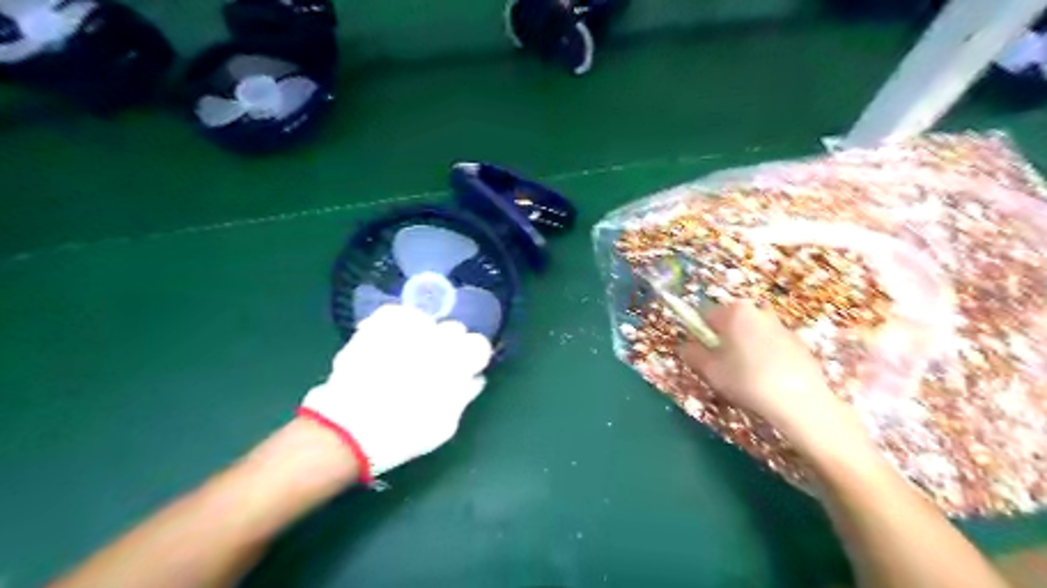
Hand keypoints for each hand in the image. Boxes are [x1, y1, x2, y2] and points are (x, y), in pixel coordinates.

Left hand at [293, 303, 490, 482]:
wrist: (347, 430)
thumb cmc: (404, 434)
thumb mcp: (445, 425)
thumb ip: (463, 396)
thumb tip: (474, 378)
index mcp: (456, 363)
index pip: (479, 345)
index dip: (472, 359)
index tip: (463, 371)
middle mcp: (435, 340)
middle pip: (454, 329)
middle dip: (449, 345)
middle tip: (434, 366)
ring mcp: (403, 330)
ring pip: (426, 321)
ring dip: (423, 335)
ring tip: (408, 355)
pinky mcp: (375, 327)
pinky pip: (395, 314)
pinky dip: (397, 324)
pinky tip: (391, 341)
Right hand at [680, 302, 857, 444]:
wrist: (800, 401)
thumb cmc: (746, 379)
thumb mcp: (709, 369)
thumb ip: (691, 353)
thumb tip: (686, 345)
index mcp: (735, 311)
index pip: (706, 316)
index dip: (701, 337)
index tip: (705, 357)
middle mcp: (759, 311)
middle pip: (731, 323)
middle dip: (725, 341)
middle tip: (724, 368)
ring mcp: (781, 325)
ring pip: (751, 334)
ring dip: (745, 349)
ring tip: (747, 377)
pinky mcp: (798, 342)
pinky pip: (771, 346)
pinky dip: (765, 357)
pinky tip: (768, 380)